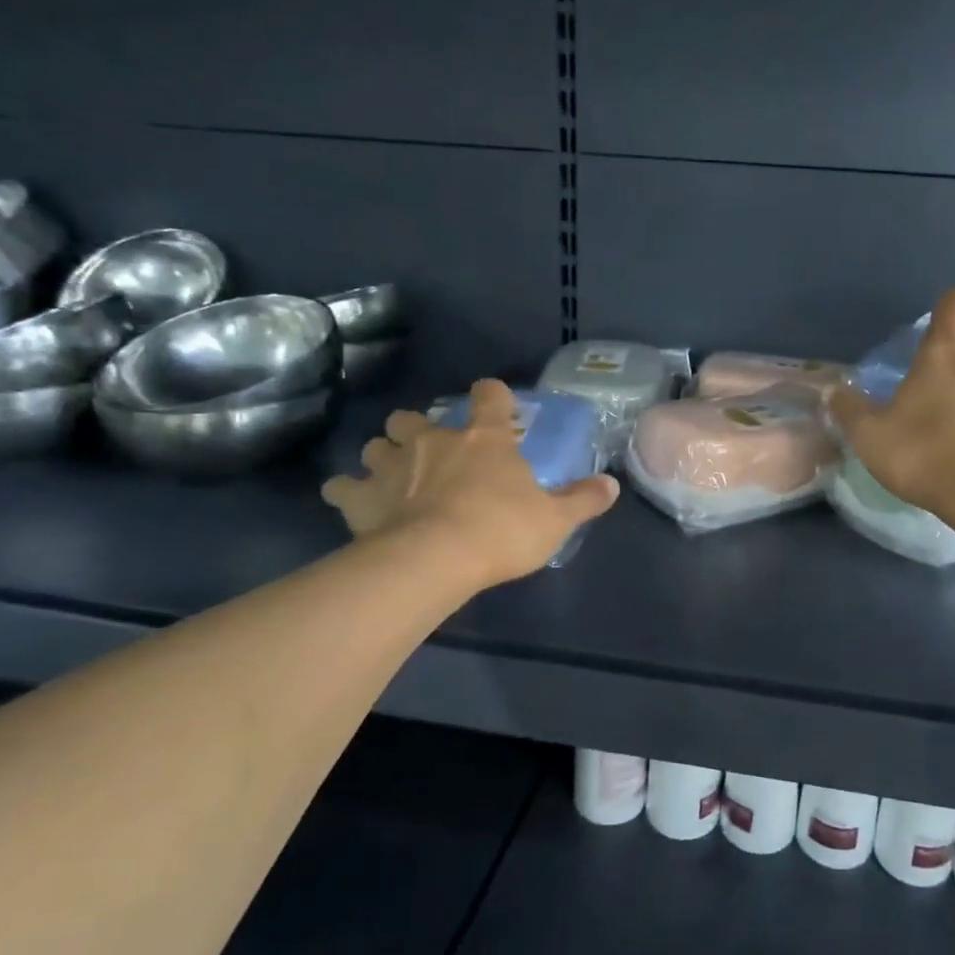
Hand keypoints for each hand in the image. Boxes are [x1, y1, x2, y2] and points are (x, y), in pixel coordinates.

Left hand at [320, 379, 618, 588]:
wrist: (436, 560)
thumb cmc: (501, 531)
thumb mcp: (555, 520)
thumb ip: (584, 500)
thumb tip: (613, 485)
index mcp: (484, 439)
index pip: (489, 396)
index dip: (491, 395)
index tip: (493, 402)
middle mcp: (434, 441)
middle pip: (414, 417)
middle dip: (418, 428)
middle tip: (429, 450)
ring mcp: (392, 465)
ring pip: (375, 444)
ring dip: (382, 454)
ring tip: (390, 474)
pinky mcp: (361, 497)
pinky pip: (341, 486)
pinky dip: (346, 491)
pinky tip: (353, 502)